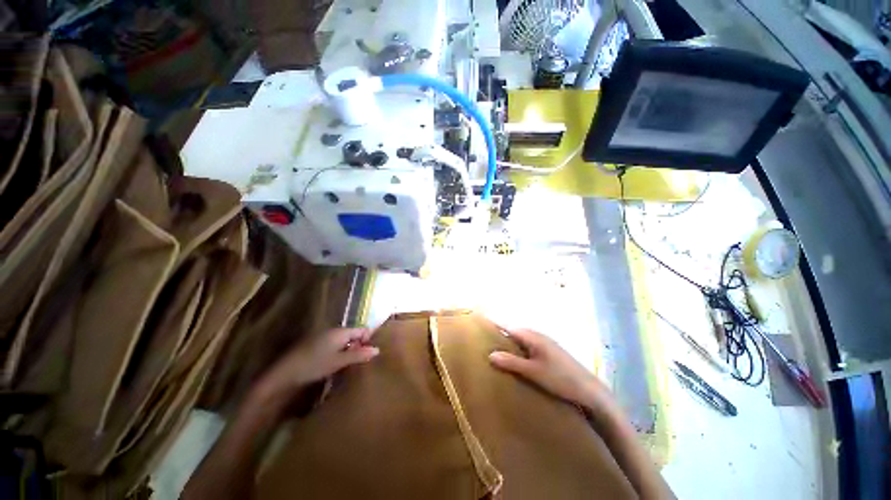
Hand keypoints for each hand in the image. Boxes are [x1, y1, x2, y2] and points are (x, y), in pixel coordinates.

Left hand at [258, 327, 378, 397]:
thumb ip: (358, 355)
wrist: (283, 374)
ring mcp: (323, 337)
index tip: (371, 355)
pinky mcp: (316, 345)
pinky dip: (340, 353)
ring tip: (351, 365)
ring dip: (349, 351)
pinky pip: (335, 345)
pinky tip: (337, 365)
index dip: (369, 340)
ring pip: (344, 341)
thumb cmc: (314, 365)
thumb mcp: (338, 362)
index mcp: (340, 331)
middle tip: (362, 362)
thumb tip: (377, 349)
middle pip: (353, 335)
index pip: (362, 330)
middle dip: (359, 346)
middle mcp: (333, 330)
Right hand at [489, 327, 616, 416]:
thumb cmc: (560, 379)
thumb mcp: (533, 372)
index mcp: (533, 336)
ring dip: (509, 342)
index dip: (495, 324)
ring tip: (495, 350)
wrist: (590, 390)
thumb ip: (511, 362)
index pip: (508, 326)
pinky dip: (519, 349)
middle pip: (514, 331)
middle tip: (483, 340)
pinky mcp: (549, 353)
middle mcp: (538, 336)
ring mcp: (545, 344)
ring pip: (521, 339)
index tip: (480, 322)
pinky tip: (516, 360)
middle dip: (500, 333)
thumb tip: (490, 354)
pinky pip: (528, 346)